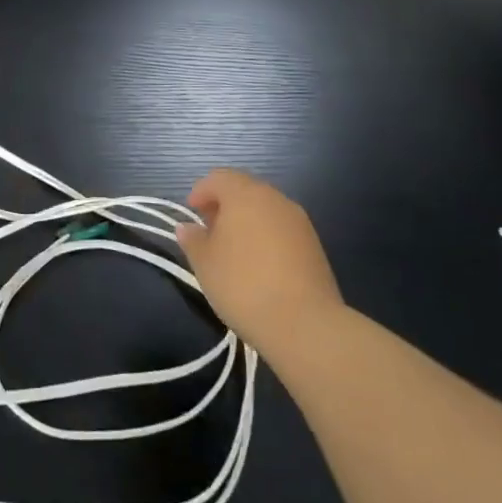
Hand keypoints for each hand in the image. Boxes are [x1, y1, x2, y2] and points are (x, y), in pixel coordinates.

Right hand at [175, 170, 342, 358]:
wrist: (305, 324)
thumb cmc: (243, 285)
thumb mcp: (205, 263)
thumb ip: (193, 240)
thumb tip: (187, 228)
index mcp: (245, 194)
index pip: (219, 178)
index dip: (201, 191)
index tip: (192, 213)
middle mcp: (274, 199)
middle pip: (244, 190)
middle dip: (224, 205)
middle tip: (210, 231)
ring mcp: (298, 221)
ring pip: (265, 210)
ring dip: (247, 221)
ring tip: (233, 251)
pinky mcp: (314, 245)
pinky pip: (282, 229)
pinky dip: (266, 237)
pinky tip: (259, 265)